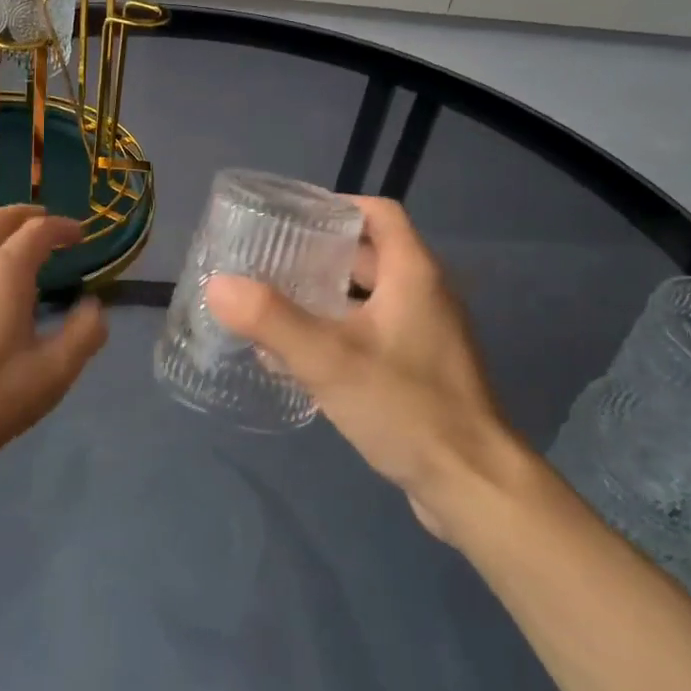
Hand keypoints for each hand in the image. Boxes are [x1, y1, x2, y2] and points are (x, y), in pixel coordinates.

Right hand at [206, 197, 524, 535]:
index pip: (378, 213)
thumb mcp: (329, 360)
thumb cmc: (406, 408)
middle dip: (319, 254)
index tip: (290, 216)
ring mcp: (426, 335)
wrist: (472, 484)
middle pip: (369, 255)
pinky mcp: (421, 370)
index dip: (336, 205)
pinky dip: (338, 332)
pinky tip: (300, 357)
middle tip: (269, 261)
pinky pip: (373, 333)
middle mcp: (425, 295)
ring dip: (325, 296)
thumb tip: (217, 284)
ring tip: (274, 304)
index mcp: (413, 274)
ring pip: (368, 298)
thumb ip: (271, 320)